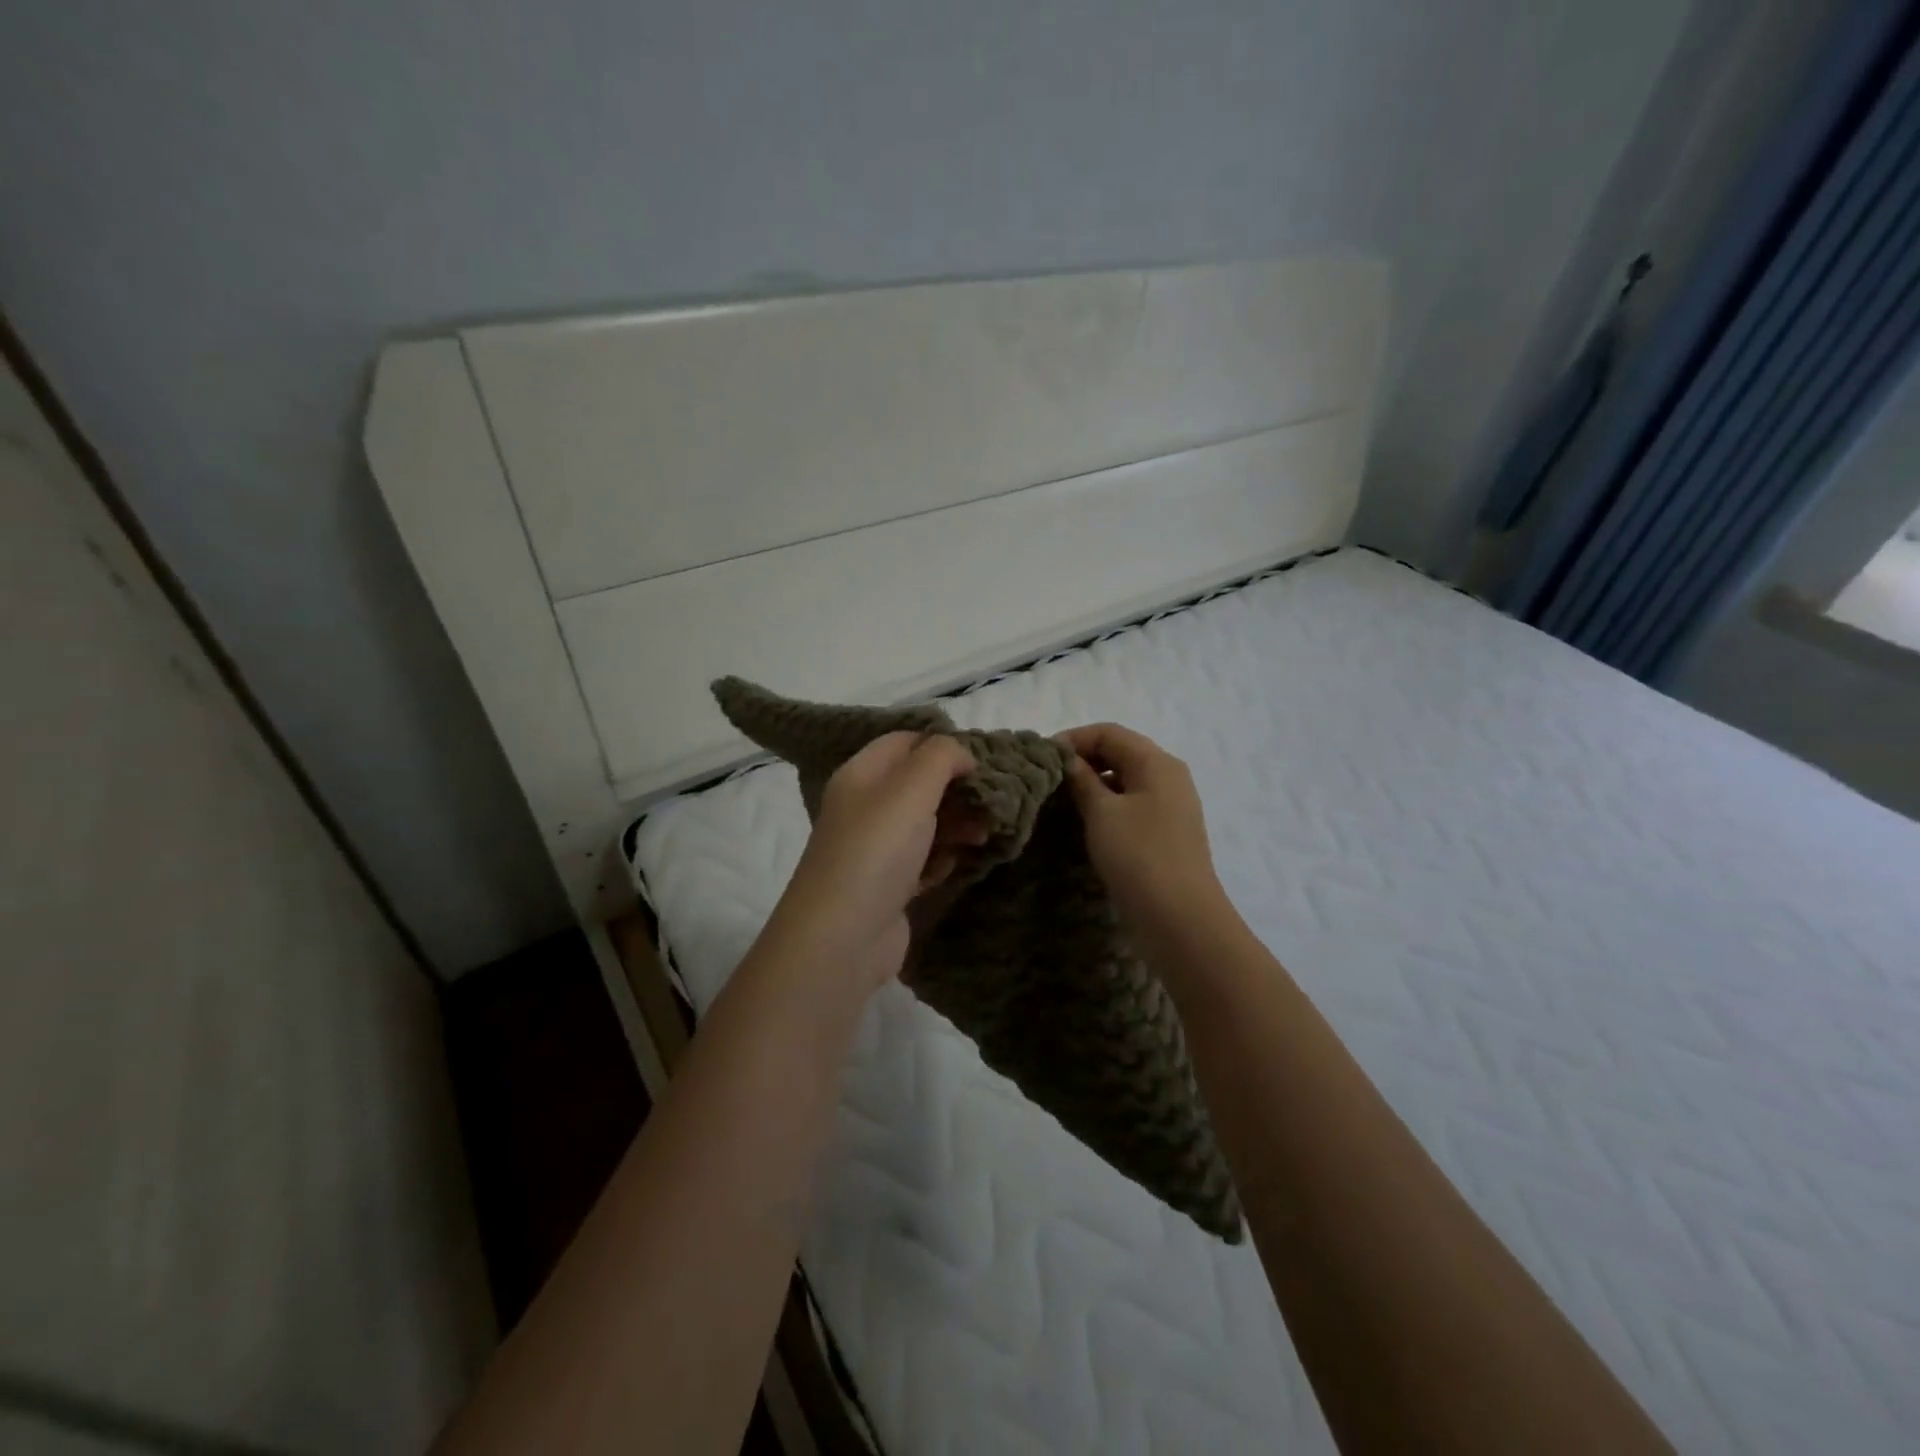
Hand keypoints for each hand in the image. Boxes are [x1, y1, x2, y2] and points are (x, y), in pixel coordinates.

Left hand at [766, 732, 982, 992]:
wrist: (843, 938)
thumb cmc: (877, 850)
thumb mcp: (911, 788)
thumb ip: (941, 756)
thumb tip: (962, 755)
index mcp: (861, 774)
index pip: (904, 741)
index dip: (942, 743)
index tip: (982, 758)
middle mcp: (865, 807)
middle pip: (919, 783)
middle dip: (957, 788)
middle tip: (993, 799)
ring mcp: (876, 849)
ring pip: (926, 823)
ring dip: (958, 824)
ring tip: (986, 833)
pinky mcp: (890, 886)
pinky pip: (924, 861)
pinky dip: (943, 859)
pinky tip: (957, 863)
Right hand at [1060, 723, 1229, 937]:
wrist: (1180, 919)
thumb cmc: (1138, 856)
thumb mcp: (1102, 813)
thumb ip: (1081, 780)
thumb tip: (1067, 760)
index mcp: (1156, 762)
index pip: (1109, 732)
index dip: (1073, 739)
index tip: (1041, 759)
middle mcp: (1169, 776)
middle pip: (1120, 752)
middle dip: (1082, 760)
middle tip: (1048, 780)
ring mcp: (1171, 806)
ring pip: (1125, 780)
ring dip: (1093, 785)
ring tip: (1061, 802)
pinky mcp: (1166, 833)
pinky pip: (1132, 805)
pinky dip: (1107, 806)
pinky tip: (1085, 824)